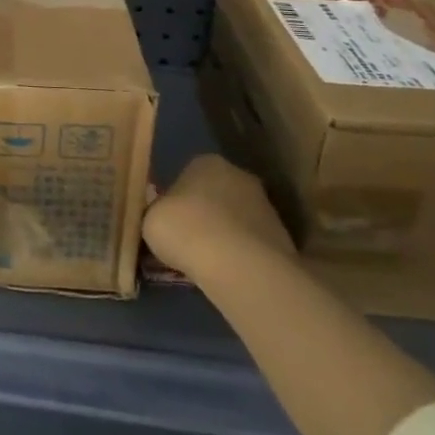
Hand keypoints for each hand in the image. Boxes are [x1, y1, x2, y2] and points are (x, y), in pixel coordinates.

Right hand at [143, 154, 296, 282]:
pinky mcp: (283, 239)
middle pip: (215, 194)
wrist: (239, 266)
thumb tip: (162, 218)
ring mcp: (266, 206)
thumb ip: (157, 212)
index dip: (176, 199)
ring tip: (207, 262)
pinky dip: (241, 255)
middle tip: (187, 240)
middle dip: (204, 214)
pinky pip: (251, 244)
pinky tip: (228, 273)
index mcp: (205, 161)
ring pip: (236, 220)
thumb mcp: (150, 218)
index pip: (187, 174)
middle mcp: (239, 176)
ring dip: (225, 235)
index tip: (169, 221)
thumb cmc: (185, 229)